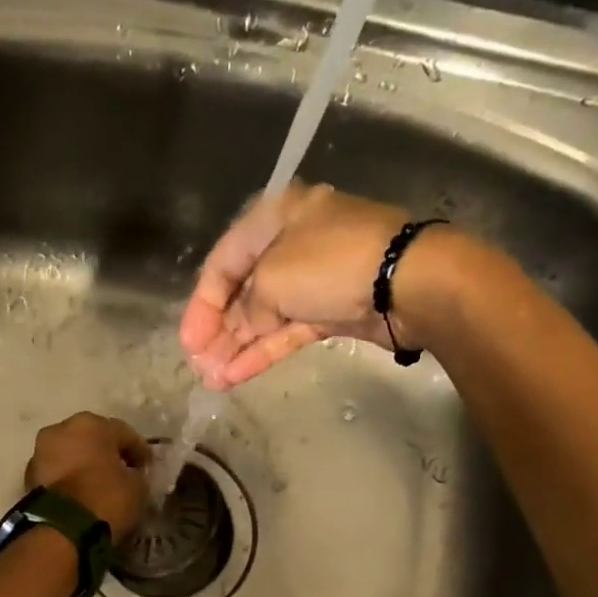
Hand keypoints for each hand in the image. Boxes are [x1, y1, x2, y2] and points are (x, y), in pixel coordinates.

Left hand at [26, 413, 152, 537]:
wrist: (63, 529)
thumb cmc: (106, 498)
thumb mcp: (137, 486)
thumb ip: (135, 473)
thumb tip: (130, 474)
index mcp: (91, 423)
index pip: (124, 433)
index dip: (139, 451)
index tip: (148, 467)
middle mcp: (61, 429)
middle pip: (91, 439)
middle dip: (106, 454)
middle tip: (121, 473)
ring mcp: (40, 452)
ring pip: (70, 455)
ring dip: (84, 466)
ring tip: (98, 486)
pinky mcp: (29, 477)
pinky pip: (58, 474)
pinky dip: (69, 480)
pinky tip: (81, 495)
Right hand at [180, 183, 419, 387]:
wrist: (408, 283)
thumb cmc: (331, 264)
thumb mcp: (272, 280)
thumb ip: (245, 309)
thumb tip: (239, 330)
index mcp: (274, 217)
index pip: (223, 262)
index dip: (201, 304)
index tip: (188, 342)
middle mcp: (291, 243)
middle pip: (242, 291)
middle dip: (218, 330)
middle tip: (199, 364)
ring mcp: (313, 279)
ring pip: (264, 317)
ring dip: (237, 347)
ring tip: (212, 379)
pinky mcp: (332, 310)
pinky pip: (287, 331)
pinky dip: (262, 351)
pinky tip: (236, 376)